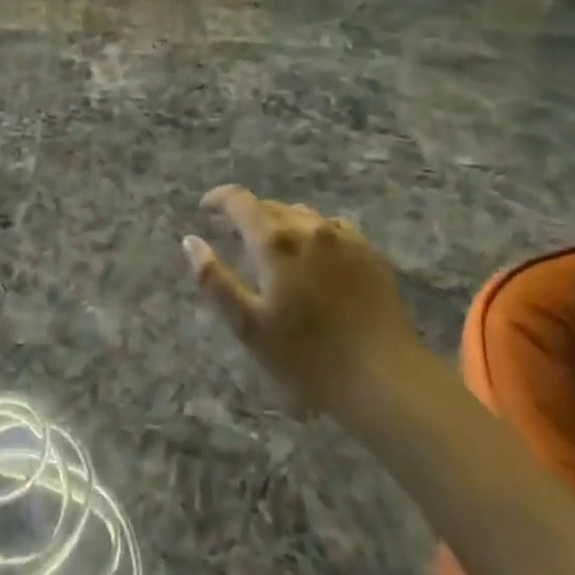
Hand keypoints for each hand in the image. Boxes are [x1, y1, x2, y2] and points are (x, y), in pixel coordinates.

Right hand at [184, 186, 423, 422]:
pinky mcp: (370, 254)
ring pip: (303, 216)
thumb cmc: (307, 355)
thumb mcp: (247, 325)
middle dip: (249, 215)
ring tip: (275, 247)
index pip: (240, 201)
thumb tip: (191, 241)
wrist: (384, 375)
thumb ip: (214, 280)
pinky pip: (334, 230)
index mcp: (275, 241)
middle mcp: (310, 228)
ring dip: (282, 223)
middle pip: (271, 207)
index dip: (219, 199)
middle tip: (236, 236)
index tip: (205, 209)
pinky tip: (316, 259)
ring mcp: (345, 238)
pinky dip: (314, 235)